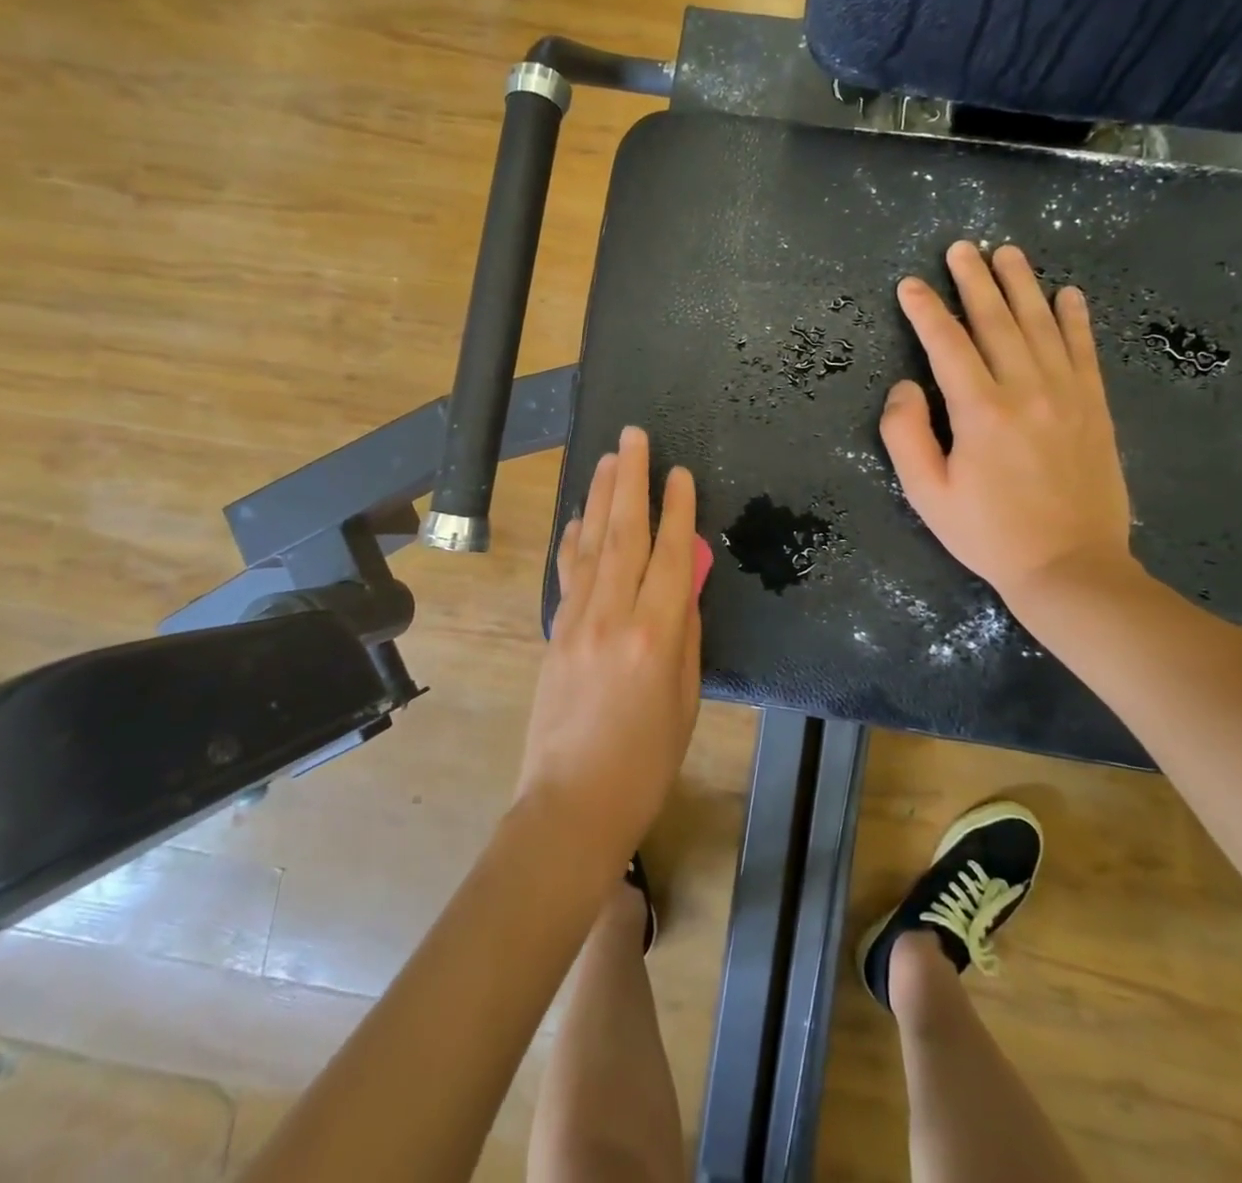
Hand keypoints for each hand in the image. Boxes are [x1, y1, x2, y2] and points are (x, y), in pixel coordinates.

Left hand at [516, 426, 702, 864]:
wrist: (571, 803)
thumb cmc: (645, 762)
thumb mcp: (685, 700)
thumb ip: (686, 635)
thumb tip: (686, 585)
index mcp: (656, 636)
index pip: (673, 556)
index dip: (678, 510)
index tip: (680, 472)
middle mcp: (614, 616)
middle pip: (624, 535)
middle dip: (630, 481)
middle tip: (633, 436)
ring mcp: (577, 622)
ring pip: (592, 545)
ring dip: (601, 497)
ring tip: (607, 459)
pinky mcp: (555, 634)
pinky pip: (568, 574)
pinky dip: (575, 540)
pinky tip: (580, 516)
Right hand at [881, 241, 1133, 601]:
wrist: (1070, 566)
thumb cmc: (987, 533)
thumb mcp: (926, 493)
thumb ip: (905, 434)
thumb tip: (905, 386)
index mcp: (980, 410)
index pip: (947, 344)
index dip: (925, 311)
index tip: (910, 285)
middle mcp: (1026, 389)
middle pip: (996, 321)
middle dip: (974, 281)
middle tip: (961, 248)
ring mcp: (1067, 394)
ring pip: (1041, 325)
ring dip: (1022, 285)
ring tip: (1007, 254)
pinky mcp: (1095, 407)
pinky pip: (1084, 350)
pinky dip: (1075, 318)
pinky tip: (1066, 294)